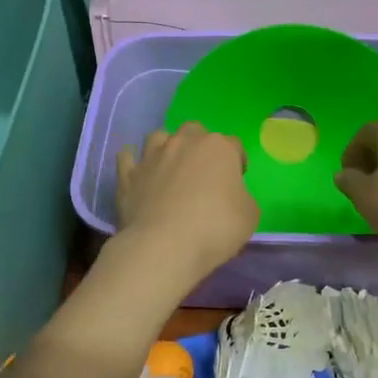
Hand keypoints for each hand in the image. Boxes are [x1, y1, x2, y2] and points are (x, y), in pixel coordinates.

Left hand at [115, 123, 258, 283]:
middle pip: (194, 131)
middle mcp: (184, 143)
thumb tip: (230, 196)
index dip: (238, 162)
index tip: (237, 181)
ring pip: (159, 137)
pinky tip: (138, 173)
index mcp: (218, 148)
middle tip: (203, 171)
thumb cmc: (215, 228)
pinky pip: (127, 158)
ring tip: (170, 168)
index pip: (234, 145)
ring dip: (166, 147)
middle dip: (200, 145)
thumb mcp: (250, 215)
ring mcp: (152, 156)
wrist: (164, 246)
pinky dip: (133, 163)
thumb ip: (242, 197)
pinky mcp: (127, 175)